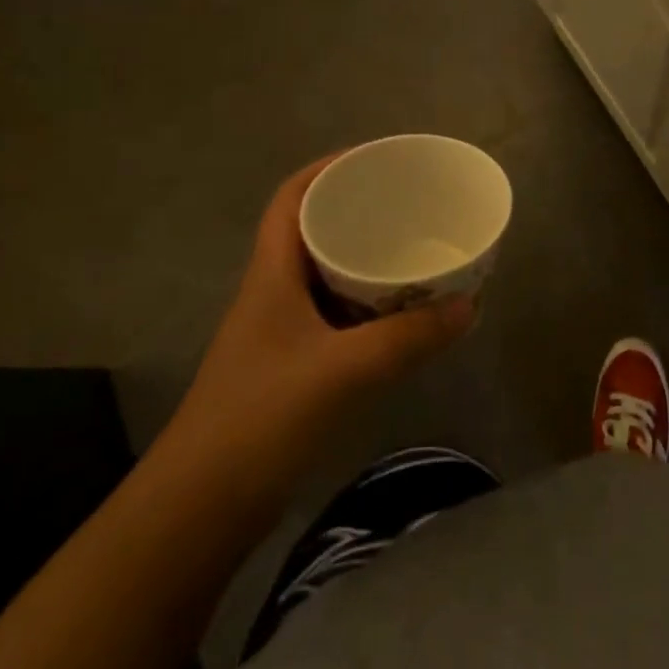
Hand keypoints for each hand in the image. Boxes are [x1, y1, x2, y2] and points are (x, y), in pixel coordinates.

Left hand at [169, 154, 474, 466]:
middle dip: (358, 210)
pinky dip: (367, 306)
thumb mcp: (342, 371)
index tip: (375, 158)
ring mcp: (279, 332)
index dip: (327, 168)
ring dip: (365, 259)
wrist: (198, 510)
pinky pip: (335, 316)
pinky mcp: (290, 366)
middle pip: (313, 230)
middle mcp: (274, 292)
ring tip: (413, 251)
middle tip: (409, 204)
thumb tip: (469, 305)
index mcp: (272, 273)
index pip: (291, 197)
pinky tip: (399, 316)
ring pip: (326, 275)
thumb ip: (408, 338)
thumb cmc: (261, 419)